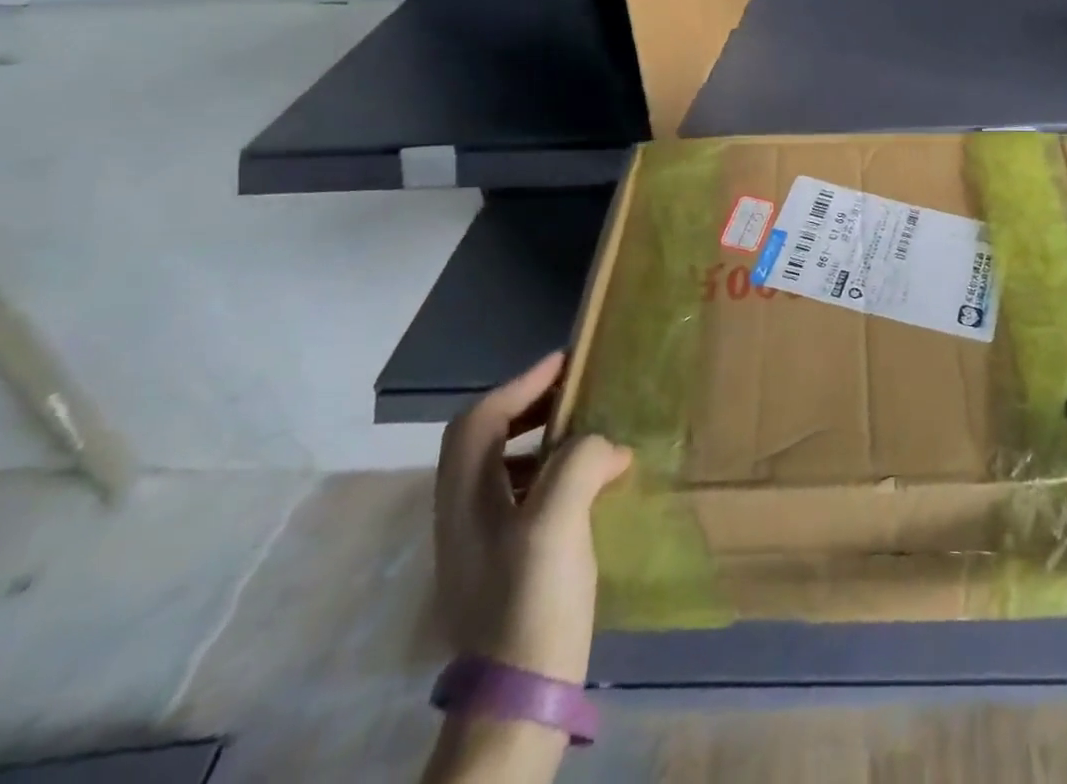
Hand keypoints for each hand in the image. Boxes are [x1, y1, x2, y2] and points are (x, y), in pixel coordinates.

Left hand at [433, 351, 632, 682]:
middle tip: (577, 392)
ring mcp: (480, 543)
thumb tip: (604, 445)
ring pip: (505, 468)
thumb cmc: (532, 603)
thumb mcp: (557, 524)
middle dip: (530, 406)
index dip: (521, 384)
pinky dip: (554, 474)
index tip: (565, 362)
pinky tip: (592, 486)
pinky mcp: (503, 565)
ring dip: (543, 439)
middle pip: (486, 439)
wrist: (518, 703)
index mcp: (464, 499)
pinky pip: (524, 496)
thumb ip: (578, 463)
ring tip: (590, 433)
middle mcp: (462, 515)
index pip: (481, 420)